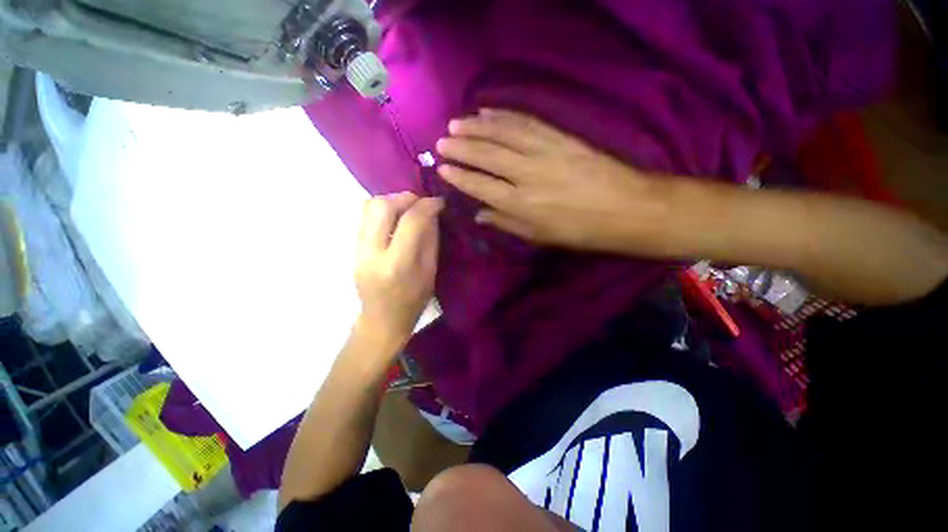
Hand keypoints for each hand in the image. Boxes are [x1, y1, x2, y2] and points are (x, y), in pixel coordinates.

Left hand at [355, 193, 442, 345]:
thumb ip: (430, 240)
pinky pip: (363, 216)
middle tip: (420, 203)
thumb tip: (431, 213)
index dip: (427, 205)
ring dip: (391, 201)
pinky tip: (394, 218)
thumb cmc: (413, 300)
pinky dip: (381, 209)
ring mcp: (358, 249)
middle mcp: (372, 252)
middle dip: (405, 198)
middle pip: (382, 206)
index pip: (410, 222)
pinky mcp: (352, 247)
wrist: (382, 319)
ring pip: (368, 206)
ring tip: (406, 209)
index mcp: (397, 264)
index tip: (438, 202)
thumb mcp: (430, 272)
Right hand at [436, 109, 670, 253]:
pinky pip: (527, 121)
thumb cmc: (579, 230)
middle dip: (461, 147)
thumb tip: (479, 215)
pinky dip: (505, 115)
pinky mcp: (560, 136)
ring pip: (503, 133)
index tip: (442, 168)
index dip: (459, 176)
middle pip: (487, 155)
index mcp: (521, 204)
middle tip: (442, 141)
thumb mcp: (539, 236)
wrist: (625, 208)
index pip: (480, 185)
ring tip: (457, 122)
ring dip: (477, 126)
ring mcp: (544, 151)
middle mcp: (527, 174)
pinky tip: (489, 111)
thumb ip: (506, 223)